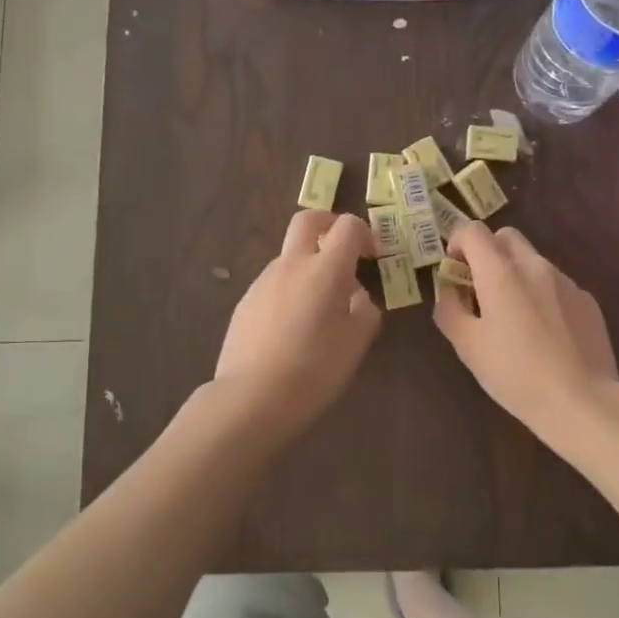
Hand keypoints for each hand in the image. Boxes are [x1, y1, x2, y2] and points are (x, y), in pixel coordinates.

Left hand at [213, 211, 380, 439]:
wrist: (252, 397)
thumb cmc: (315, 369)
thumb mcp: (356, 343)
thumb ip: (365, 311)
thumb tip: (358, 297)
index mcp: (325, 270)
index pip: (348, 226)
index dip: (364, 233)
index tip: (372, 256)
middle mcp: (291, 265)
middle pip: (307, 220)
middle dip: (329, 224)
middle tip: (343, 250)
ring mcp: (263, 281)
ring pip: (289, 255)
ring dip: (308, 263)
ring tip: (320, 305)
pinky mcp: (245, 302)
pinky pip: (274, 283)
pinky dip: (290, 289)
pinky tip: (293, 327)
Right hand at [434, 224, 618, 434]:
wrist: (581, 401)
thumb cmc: (515, 374)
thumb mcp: (467, 345)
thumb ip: (450, 307)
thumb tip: (449, 287)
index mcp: (501, 272)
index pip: (473, 231)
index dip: (458, 244)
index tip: (455, 272)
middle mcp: (535, 265)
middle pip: (506, 237)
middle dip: (488, 253)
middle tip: (481, 290)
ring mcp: (566, 281)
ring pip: (532, 260)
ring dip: (515, 275)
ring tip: (515, 318)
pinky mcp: (587, 300)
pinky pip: (556, 284)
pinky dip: (542, 295)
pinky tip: (545, 334)